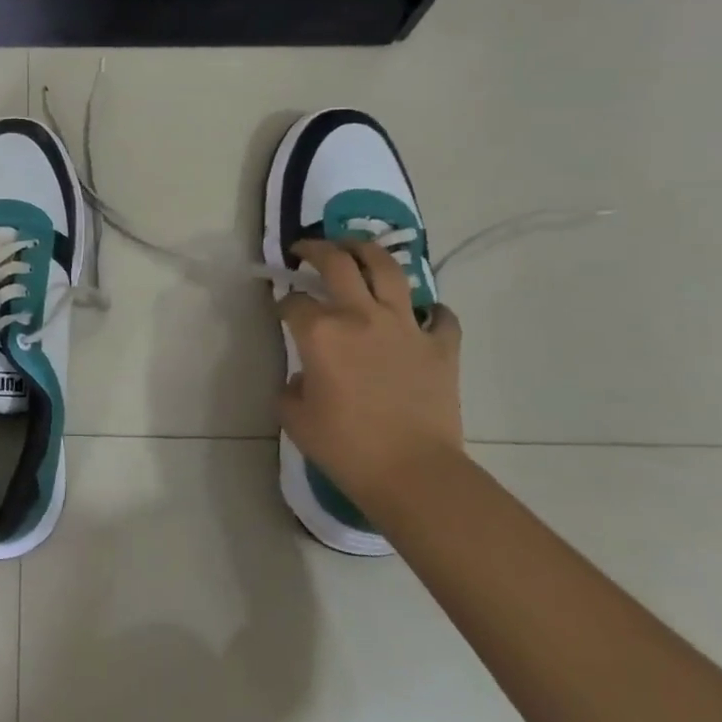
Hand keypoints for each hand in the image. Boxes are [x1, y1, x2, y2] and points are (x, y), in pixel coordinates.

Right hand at [277, 239, 463, 503]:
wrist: (412, 472)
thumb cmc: (345, 447)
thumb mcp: (295, 418)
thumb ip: (292, 386)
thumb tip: (304, 376)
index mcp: (321, 333)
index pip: (294, 302)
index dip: (282, 302)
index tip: (280, 309)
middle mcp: (361, 316)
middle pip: (337, 263)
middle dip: (316, 249)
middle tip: (306, 249)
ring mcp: (405, 327)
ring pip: (388, 269)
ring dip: (367, 252)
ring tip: (356, 249)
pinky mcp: (440, 345)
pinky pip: (439, 316)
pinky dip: (430, 311)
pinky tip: (421, 314)